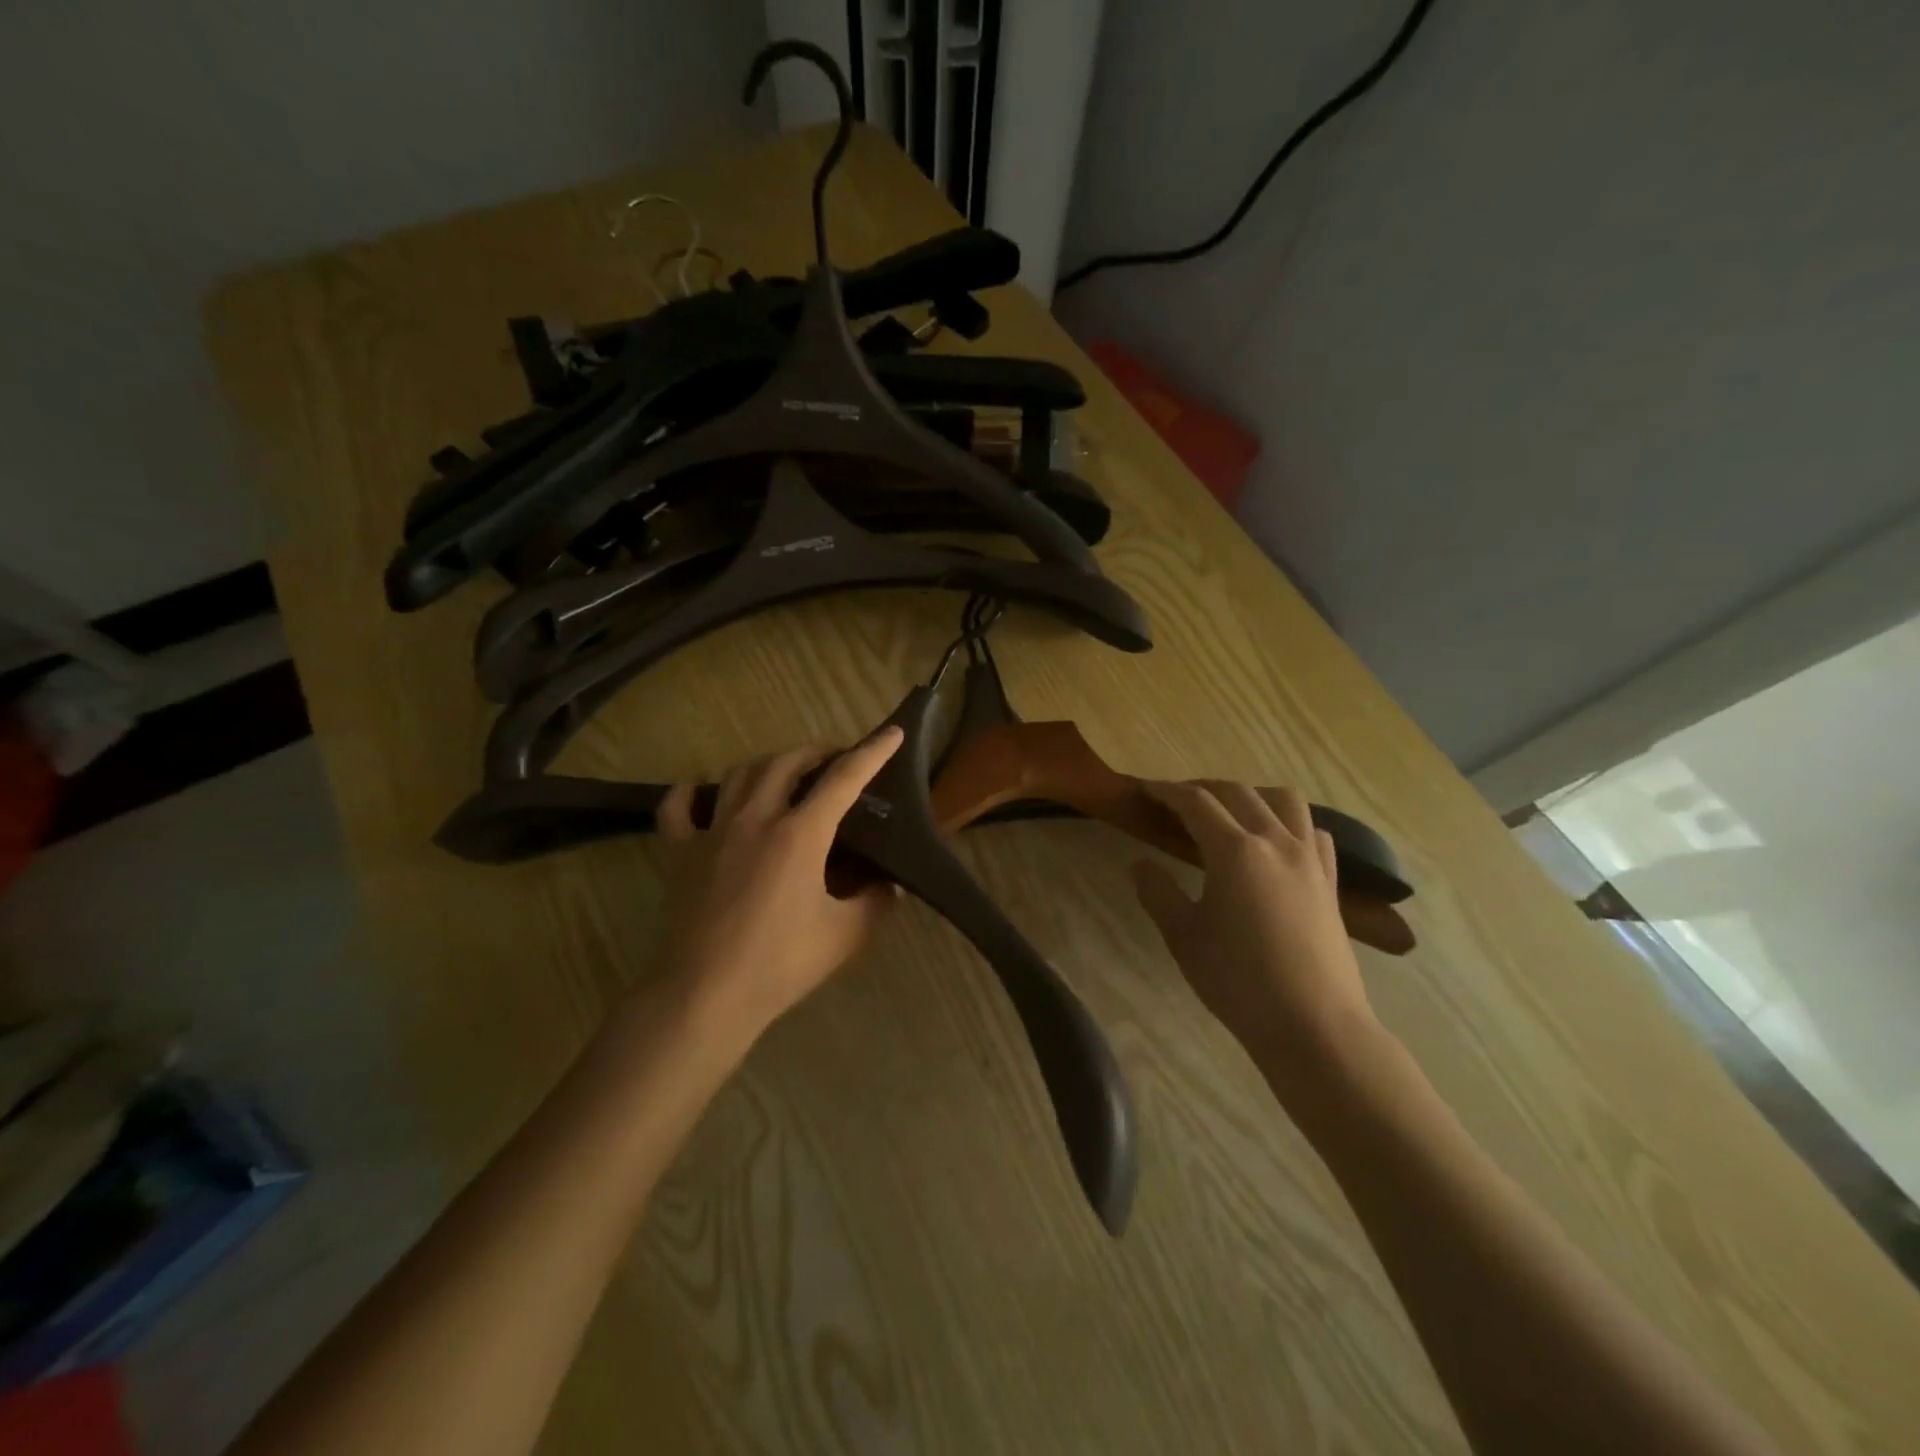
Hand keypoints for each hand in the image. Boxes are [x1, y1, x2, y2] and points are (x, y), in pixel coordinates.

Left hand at [657, 727, 904, 1042]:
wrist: (703, 995)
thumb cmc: (779, 964)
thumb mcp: (844, 936)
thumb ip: (875, 903)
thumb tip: (891, 885)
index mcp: (799, 834)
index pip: (843, 779)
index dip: (872, 753)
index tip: (892, 733)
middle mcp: (755, 819)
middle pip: (787, 762)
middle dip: (817, 752)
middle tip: (836, 761)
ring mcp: (712, 832)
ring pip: (739, 774)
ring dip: (768, 764)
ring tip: (785, 774)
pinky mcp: (680, 853)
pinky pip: (678, 807)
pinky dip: (691, 792)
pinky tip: (704, 793)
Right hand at [1131, 781, 1376, 1080]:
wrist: (1313, 1026)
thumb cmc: (1239, 982)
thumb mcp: (1183, 937)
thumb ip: (1158, 893)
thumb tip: (1140, 864)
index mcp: (1235, 851)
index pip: (1195, 802)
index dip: (1166, 791)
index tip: (1144, 790)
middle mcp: (1275, 842)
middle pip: (1238, 792)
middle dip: (1203, 788)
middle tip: (1176, 802)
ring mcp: (1309, 860)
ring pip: (1285, 801)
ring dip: (1252, 796)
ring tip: (1230, 814)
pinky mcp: (1330, 882)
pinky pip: (1314, 831)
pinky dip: (1290, 824)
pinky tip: (1276, 844)